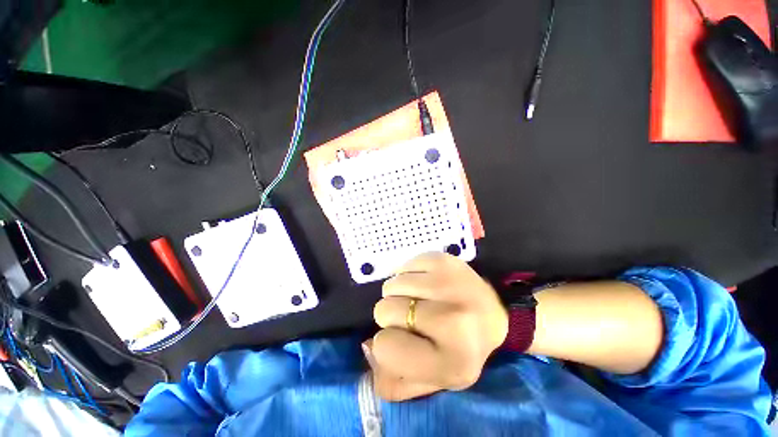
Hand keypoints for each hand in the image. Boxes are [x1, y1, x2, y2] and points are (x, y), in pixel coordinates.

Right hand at [364, 253, 507, 400]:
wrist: (494, 315)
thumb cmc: (461, 349)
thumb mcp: (432, 380)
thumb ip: (393, 381)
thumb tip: (367, 347)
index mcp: (451, 362)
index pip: (385, 347)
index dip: (387, 343)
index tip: (402, 340)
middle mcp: (453, 321)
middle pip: (385, 310)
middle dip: (391, 316)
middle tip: (412, 317)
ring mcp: (450, 283)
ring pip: (392, 285)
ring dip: (398, 294)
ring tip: (418, 299)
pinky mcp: (445, 260)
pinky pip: (404, 265)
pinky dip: (407, 275)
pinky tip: (424, 284)